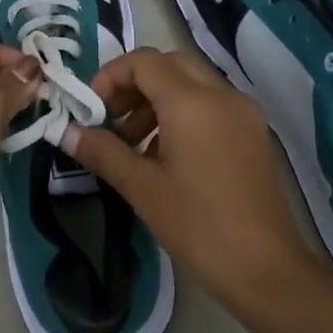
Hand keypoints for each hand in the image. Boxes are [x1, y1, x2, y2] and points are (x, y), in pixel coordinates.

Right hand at [66, 48, 319, 309]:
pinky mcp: (253, 135)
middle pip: (171, 65)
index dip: (111, 76)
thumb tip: (67, 131)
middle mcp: (222, 96)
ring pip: (192, 84)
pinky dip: (182, 114)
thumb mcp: (141, 187)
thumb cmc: (197, 225)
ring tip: (133, 143)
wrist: (266, 269)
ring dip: (157, 100)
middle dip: (135, 84)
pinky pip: (211, 106)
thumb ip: (102, 151)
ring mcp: (244, 114)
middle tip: (111, 118)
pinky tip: (164, 156)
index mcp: (192, 102)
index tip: (92, 107)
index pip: (145, 62)